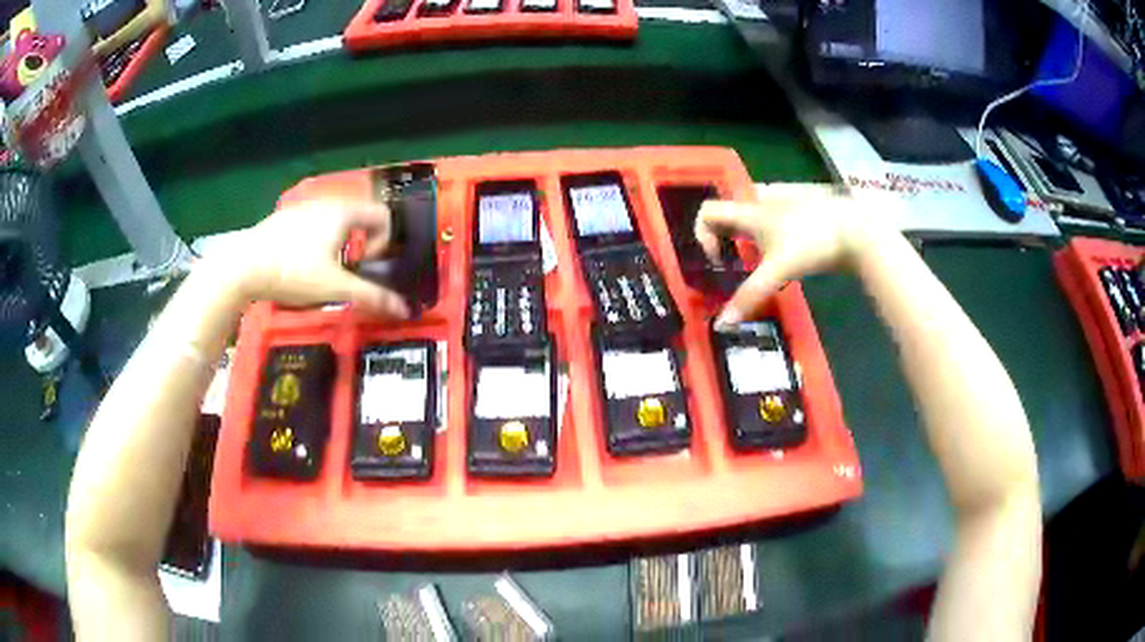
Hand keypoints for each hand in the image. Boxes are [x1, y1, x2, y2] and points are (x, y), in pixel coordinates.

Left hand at [206, 199, 409, 318]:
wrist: (242, 266)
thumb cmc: (293, 272)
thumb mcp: (335, 288)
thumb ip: (372, 296)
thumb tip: (406, 310)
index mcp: (344, 212)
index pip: (383, 216)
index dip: (384, 242)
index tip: (366, 266)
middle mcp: (327, 202)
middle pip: (359, 218)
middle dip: (361, 245)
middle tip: (347, 272)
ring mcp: (303, 207)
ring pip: (334, 221)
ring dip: (339, 244)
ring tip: (322, 271)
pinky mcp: (284, 217)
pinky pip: (313, 224)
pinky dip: (317, 240)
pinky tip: (298, 264)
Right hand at [696, 184, 897, 324]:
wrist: (856, 230)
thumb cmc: (812, 243)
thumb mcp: (778, 271)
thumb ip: (749, 296)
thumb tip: (722, 324)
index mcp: (751, 212)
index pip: (708, 211)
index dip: (703, 235)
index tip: (721, 260)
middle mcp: (763, 204)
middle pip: (729, 214)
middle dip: (725, 238)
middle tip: (733, 263)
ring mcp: (783, 207)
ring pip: (752, 218)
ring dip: (746, 238)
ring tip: (758, 263)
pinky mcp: (801, 214)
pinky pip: (772, 221)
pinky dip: (767, 237)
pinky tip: (784, 257)